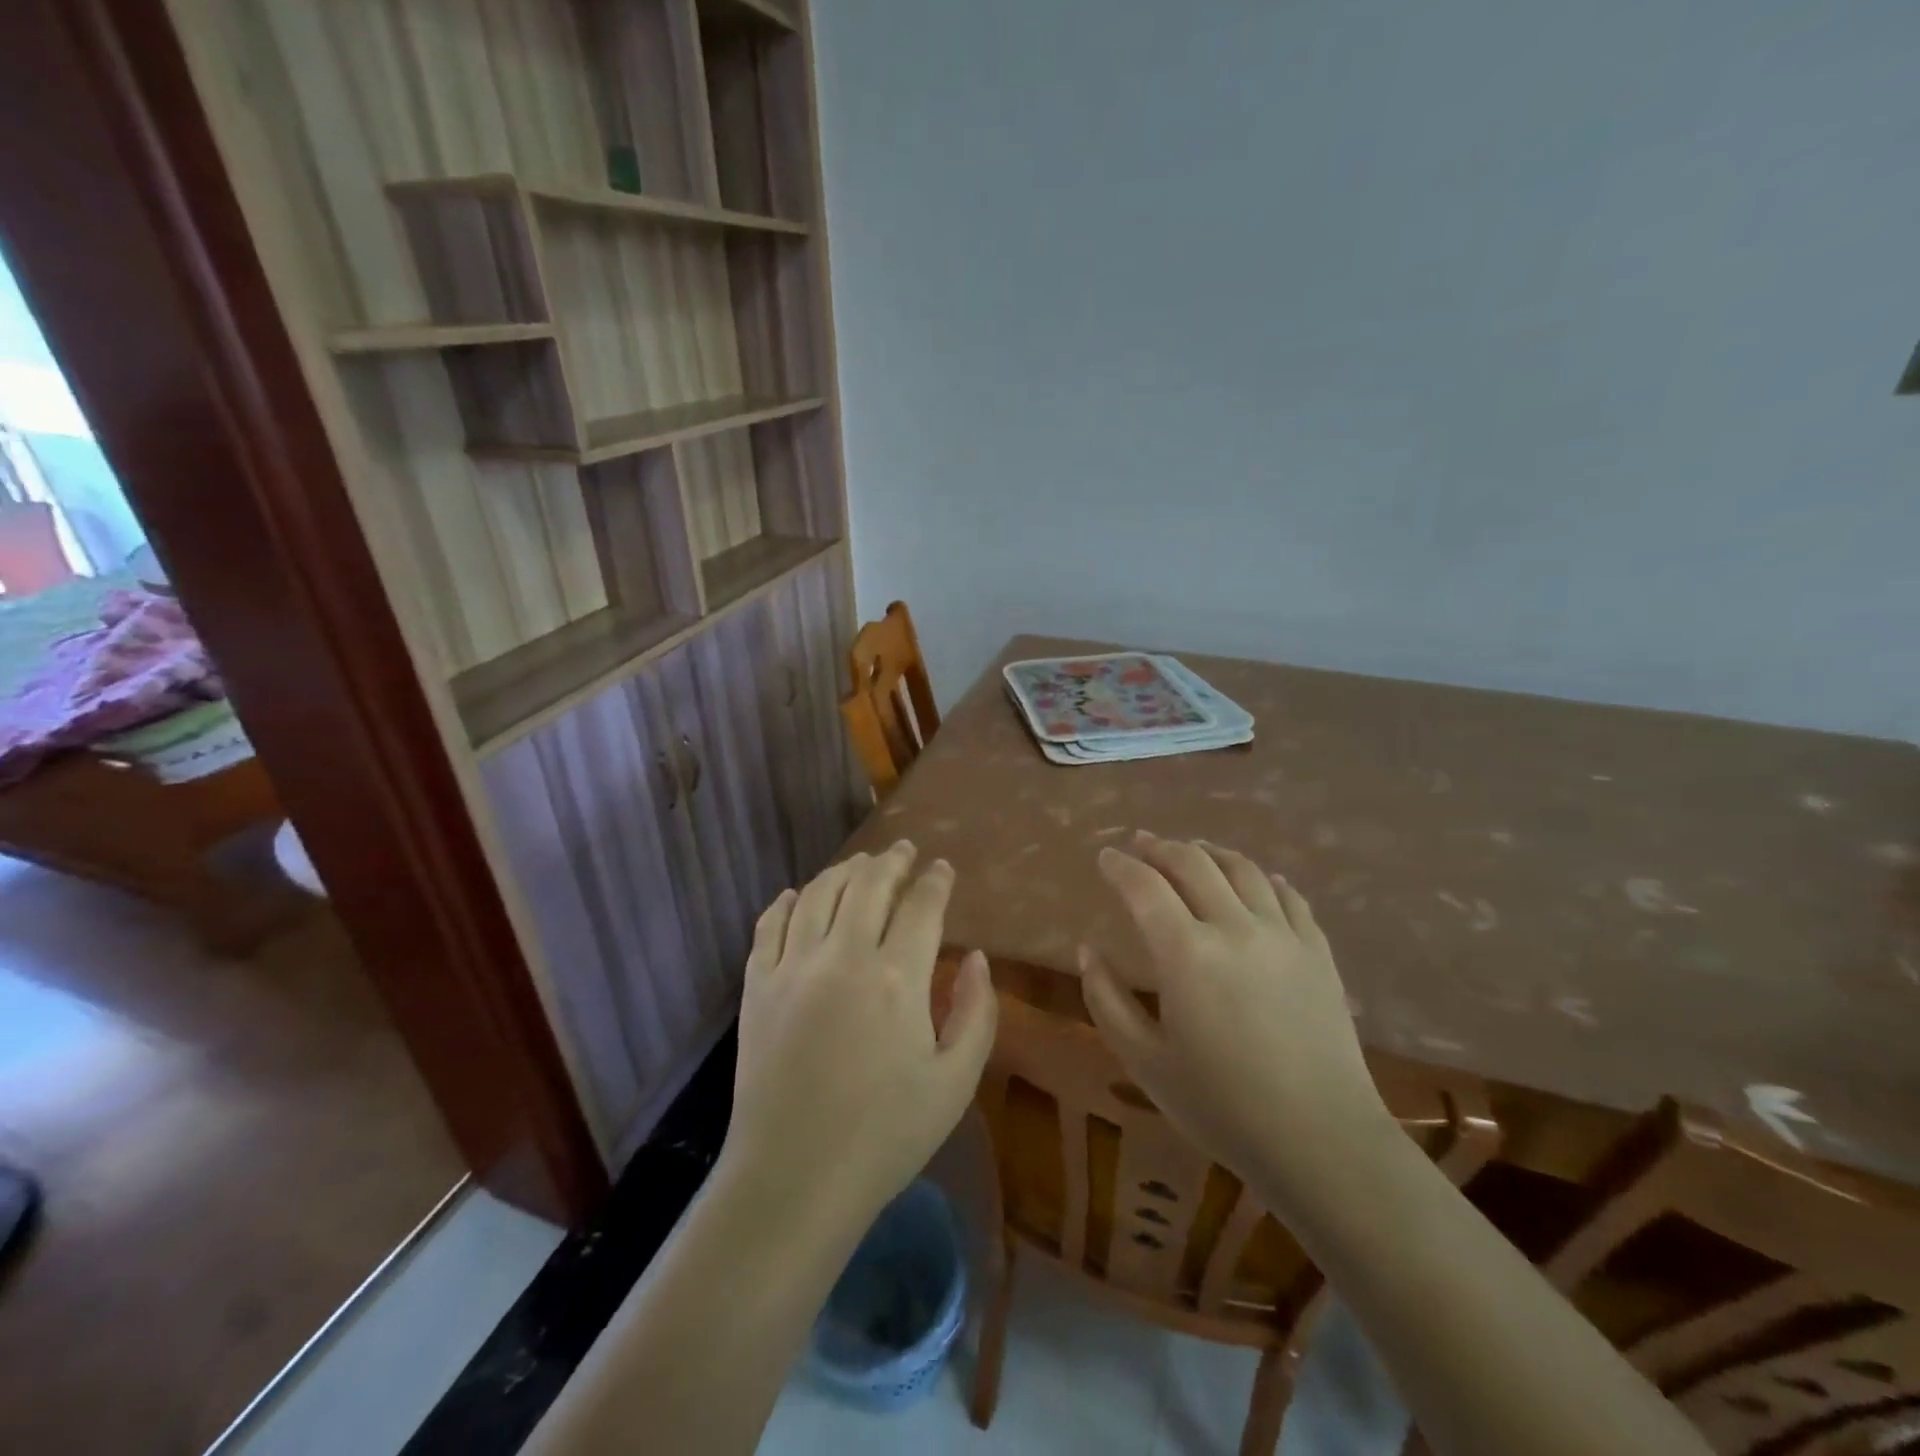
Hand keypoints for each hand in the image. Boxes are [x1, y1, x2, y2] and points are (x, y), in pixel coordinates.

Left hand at [724, 841, 997, 1228]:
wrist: (793, 1180)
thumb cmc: (885, 1136)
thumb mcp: (955, 1082)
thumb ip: (975, 1012)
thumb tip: (976, 957)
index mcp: (897, 978)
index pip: (922, 905)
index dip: (936, 880)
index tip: (943, 868)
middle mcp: (843, 956)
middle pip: (868, 884)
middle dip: (891, 861)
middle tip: (904, 850)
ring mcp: (793, 967)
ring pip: (819, 894)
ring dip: (844, 871)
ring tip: (860, 865)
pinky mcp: (757, 987)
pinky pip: (769, 926)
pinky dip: (786, 902)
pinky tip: (796, 895)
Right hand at [1080, 833, 1393, 1206]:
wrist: (1322, 1142)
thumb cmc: (1221, 1106)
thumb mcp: (1144, 1061)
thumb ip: (1106, 1000)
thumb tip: (1087, 950)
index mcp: (1186, 953)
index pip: (1144, 886)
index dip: (1120, 865)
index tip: (1105, 856)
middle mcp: (1235, 927)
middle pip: (1193, 863)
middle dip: (1160, 847)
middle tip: (1140, 843)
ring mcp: (1283, 935)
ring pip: (1242, 869)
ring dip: (1210, 852)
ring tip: (1192, 850)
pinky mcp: (1318, 951)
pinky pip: (1289, 895)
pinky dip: (1263, 877)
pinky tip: (1257, 879)